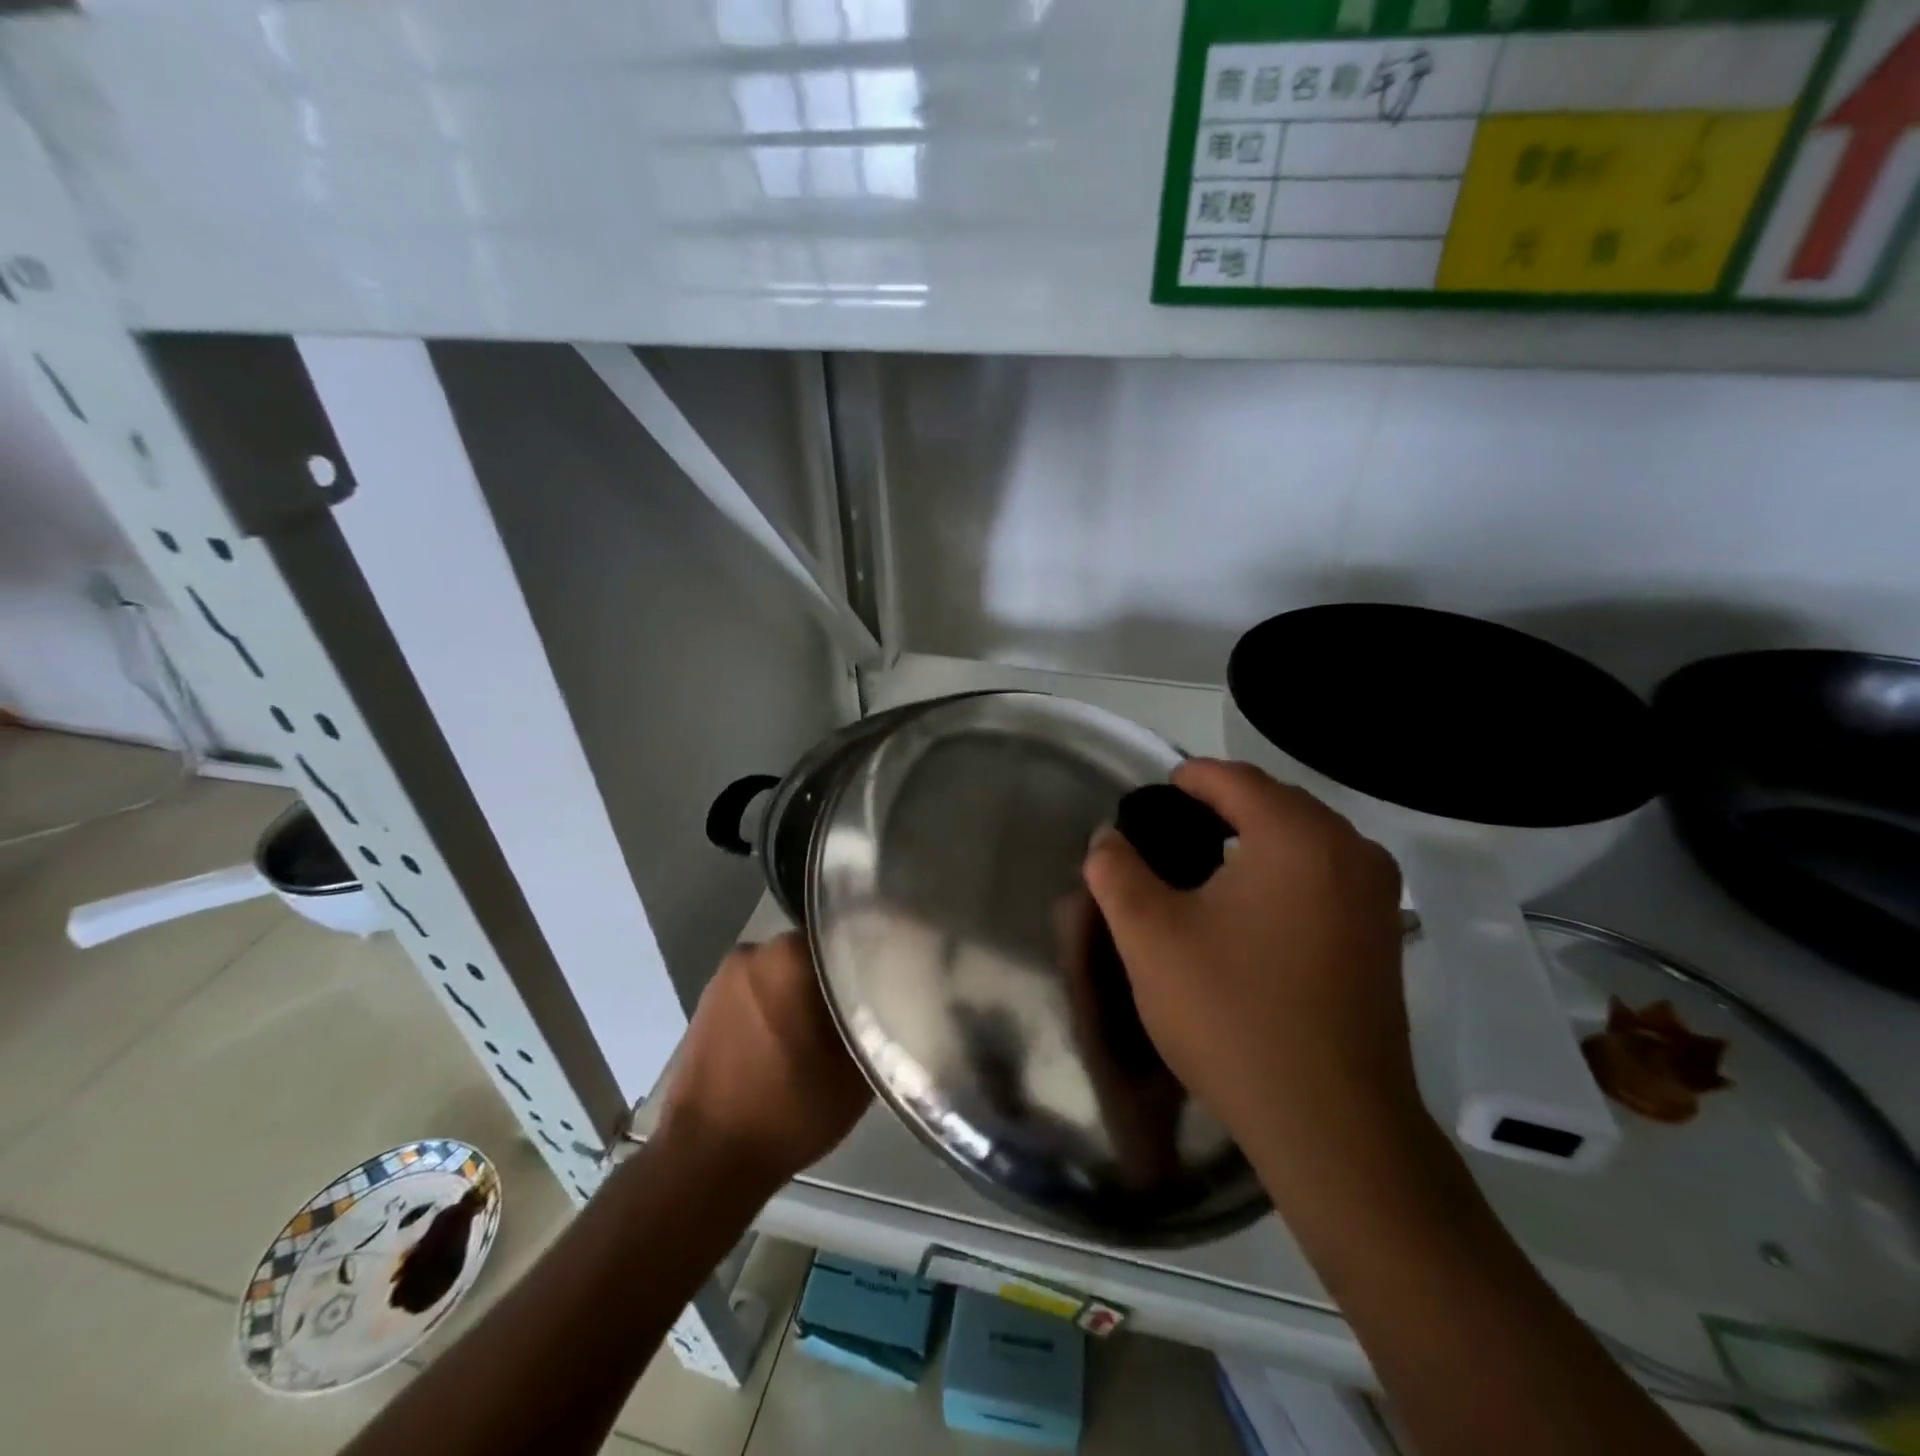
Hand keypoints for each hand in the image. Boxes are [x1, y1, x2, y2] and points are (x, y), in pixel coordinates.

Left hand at [657, 932, 870, 1194]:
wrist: (704, 1160)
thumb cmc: (788, 1109)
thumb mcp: (856, 1072)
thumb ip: (881, 1023)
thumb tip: (896, 998)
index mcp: (791, 954)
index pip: (847, 934)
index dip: (873, 956)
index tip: (891, 980)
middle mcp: (755, 951)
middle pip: (814, 953)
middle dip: (837, 976)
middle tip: (865, 1008)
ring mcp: (725, 977)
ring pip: (785, 973)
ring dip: (805, 994)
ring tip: (829, 1030)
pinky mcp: (707, 1004)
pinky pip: (758, 993)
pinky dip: (777, 1008)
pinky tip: (792, 1043)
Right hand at [1082, 759, 1418, 1187]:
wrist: (1331, 1125)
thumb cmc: (1233, 1015)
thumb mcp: (1149, 937)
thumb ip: (1116, 871)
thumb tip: (1109, 838)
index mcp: (1297, 835)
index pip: (1231, 778)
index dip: (1183, 780)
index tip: (1145, 804)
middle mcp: (1350, 849)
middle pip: (1272, 801)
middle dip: (1217, 808)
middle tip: (1165, 839)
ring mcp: (1377, 894)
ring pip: (1302, 839)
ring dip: (1252, 840)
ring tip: (1201, 872)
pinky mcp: (1384, 935)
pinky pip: (1324, 874)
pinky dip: (1283, 872)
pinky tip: (1248, 911)